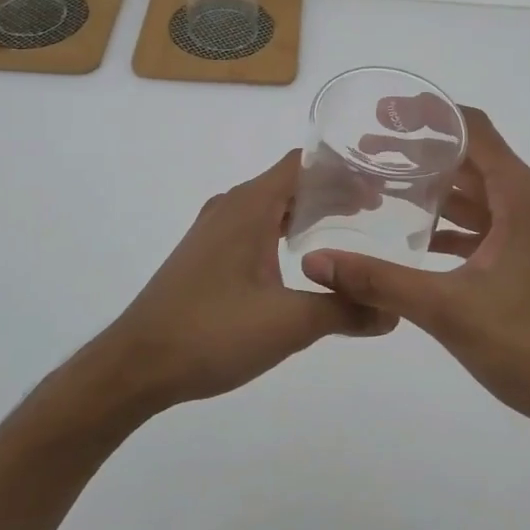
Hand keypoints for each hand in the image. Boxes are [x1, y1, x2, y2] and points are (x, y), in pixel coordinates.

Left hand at [91, 150, 396, 414]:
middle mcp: (230, 206)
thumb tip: (392, 310)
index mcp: (249, 205)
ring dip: (307, 214)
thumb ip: (345, 310)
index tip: (380, 184)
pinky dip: (283, 232)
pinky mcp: (203, 255)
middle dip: (332, 193)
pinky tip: (301, 262)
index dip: (343, 169)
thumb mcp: (288, 324)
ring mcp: (212, 230)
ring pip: (270, 206)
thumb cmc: (212, 333)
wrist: (136, 365)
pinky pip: (253, 227)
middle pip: (289, 182)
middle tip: (378, 213)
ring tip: (348, 233)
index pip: (302, 163)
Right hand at [300, 105, 529, 441]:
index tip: (382, 112)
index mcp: (521, 197)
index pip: (473, 130)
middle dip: (420, 150)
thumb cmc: (528, 346)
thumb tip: (315, 262)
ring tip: (379, 185)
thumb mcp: (446, 309)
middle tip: (366, 150)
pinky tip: (413, 232)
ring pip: (477, 192)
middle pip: (472, 157)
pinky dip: (451, 221)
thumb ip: (378, 281)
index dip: (428, 114)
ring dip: (434, 187)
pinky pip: (485, 223)